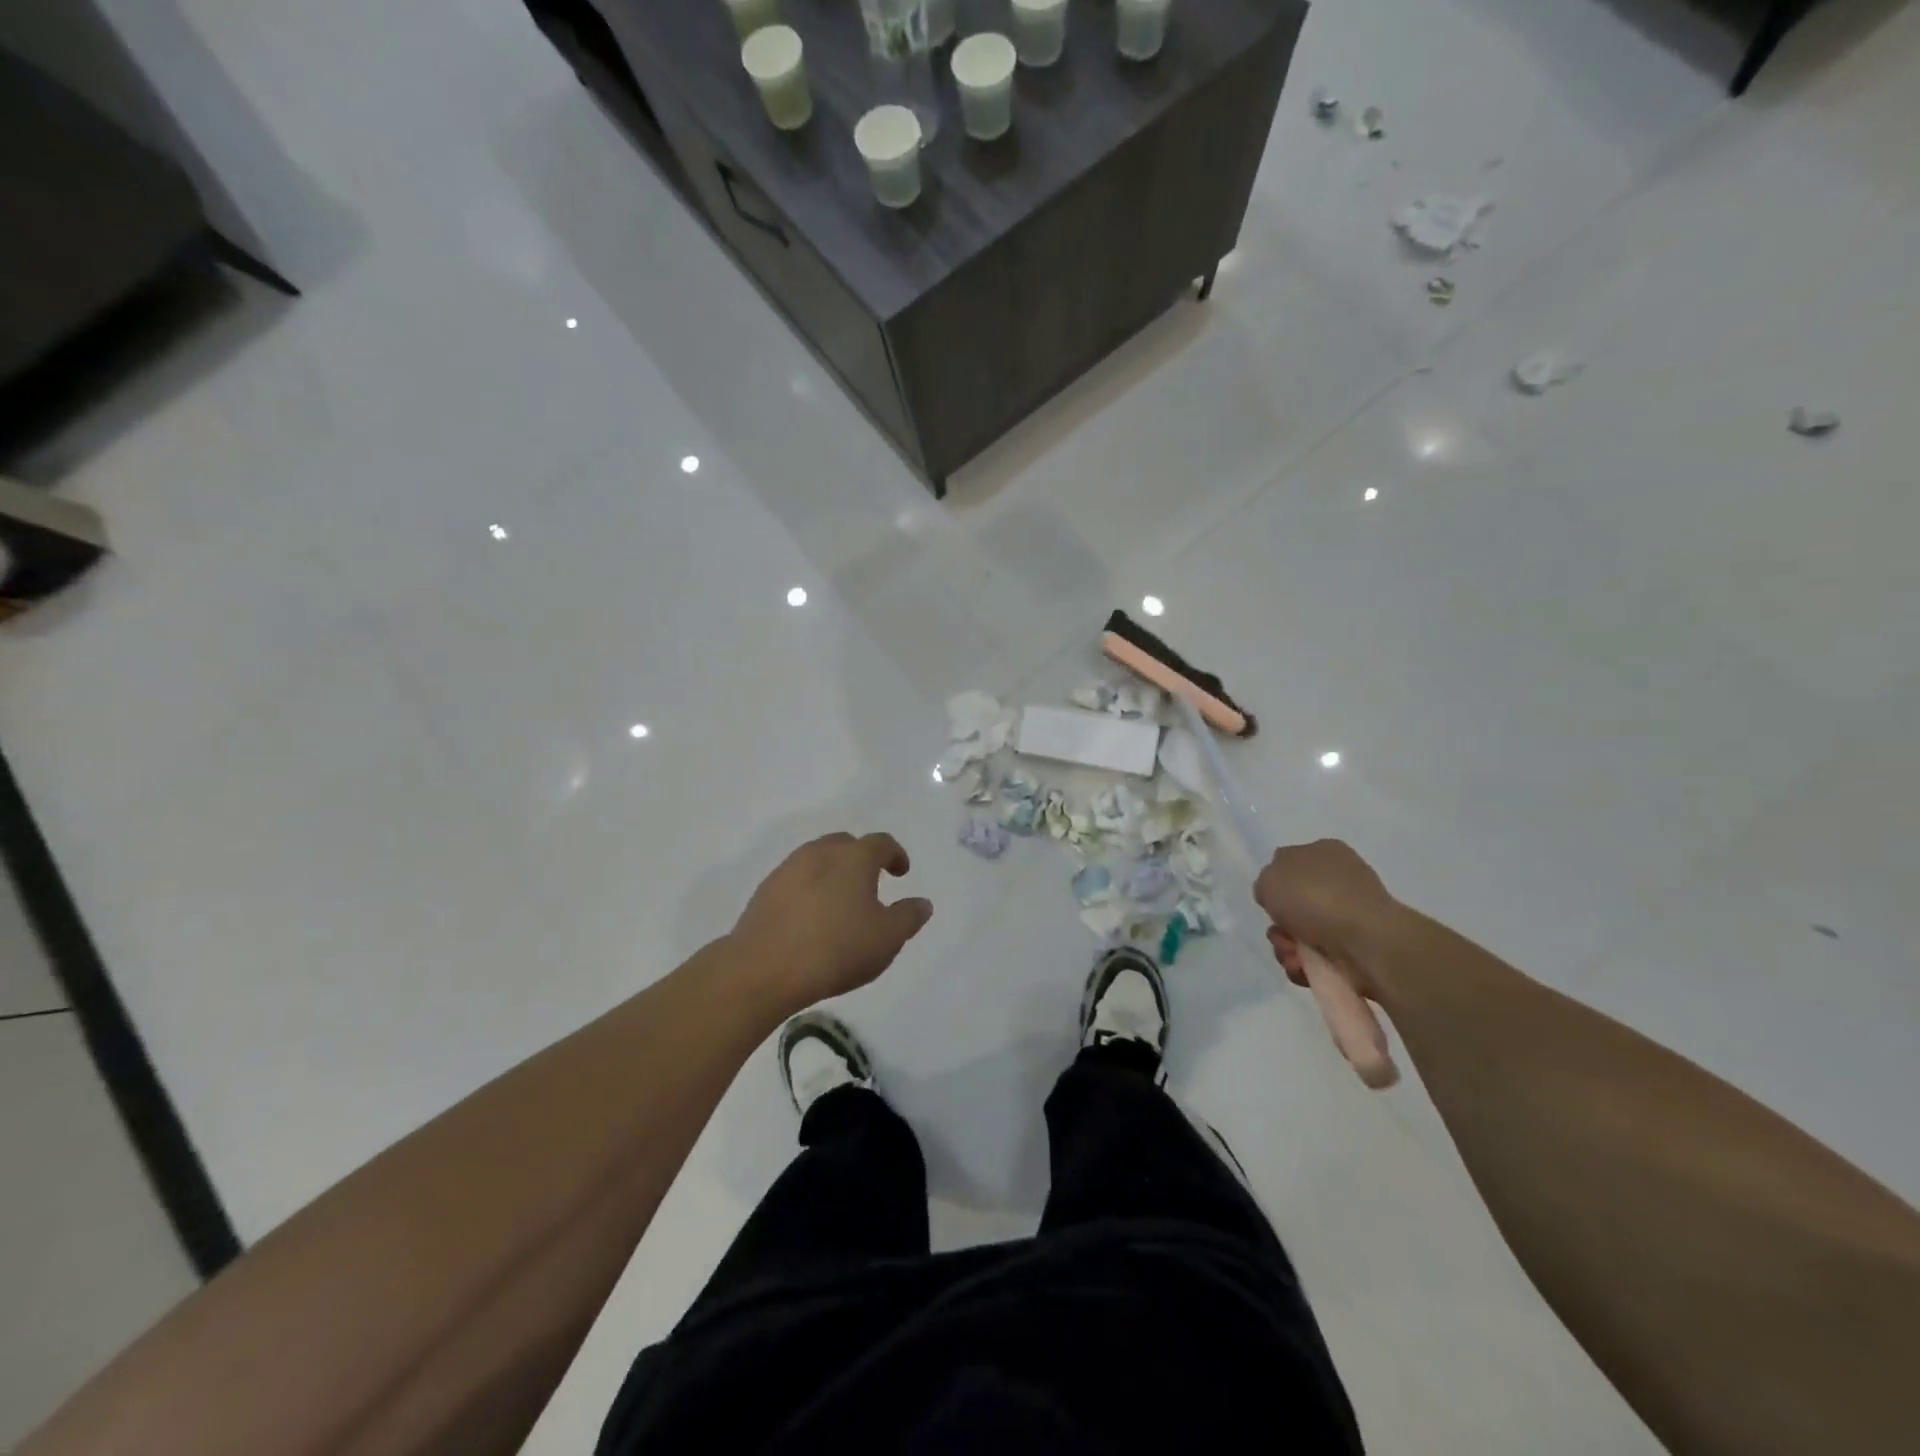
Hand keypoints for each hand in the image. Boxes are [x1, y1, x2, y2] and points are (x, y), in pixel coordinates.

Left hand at [729, 832, 932, 1011]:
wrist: (763, 969)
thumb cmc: (836, 949)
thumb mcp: (887, 939)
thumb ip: (908, 917)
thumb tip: (922, 903)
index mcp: (854, 858)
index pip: (881, 843)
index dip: (895, 855)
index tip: (901, 873)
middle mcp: (820, 853)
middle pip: (846, 844)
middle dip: (862, 858)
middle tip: (870, 883)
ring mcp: (788, 869)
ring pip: (817, 859)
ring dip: (833, 872)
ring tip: (840, 901)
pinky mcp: (765, 890)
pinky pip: (796, 879)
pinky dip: (809, 888)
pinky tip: (811, 916)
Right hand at [1253, 839, 1400, 994]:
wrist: (1364, 940)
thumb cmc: (1314, 897)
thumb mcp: (1269, 877)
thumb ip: (1266, 883)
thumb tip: (1277, 896)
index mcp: (1325, 853)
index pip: (1292, 865)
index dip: (1275, 886)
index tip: (1269, 901)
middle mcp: (1341, 882)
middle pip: (1294, 907)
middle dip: (1280, 926)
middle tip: (1280, 934)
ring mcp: (1352, 917)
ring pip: (1303, 936)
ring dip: (1287, 949)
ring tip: (1293, 956)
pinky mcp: (1359, 950)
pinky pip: (1319, 959)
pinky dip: (1306, 966)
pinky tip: (1304, 968)